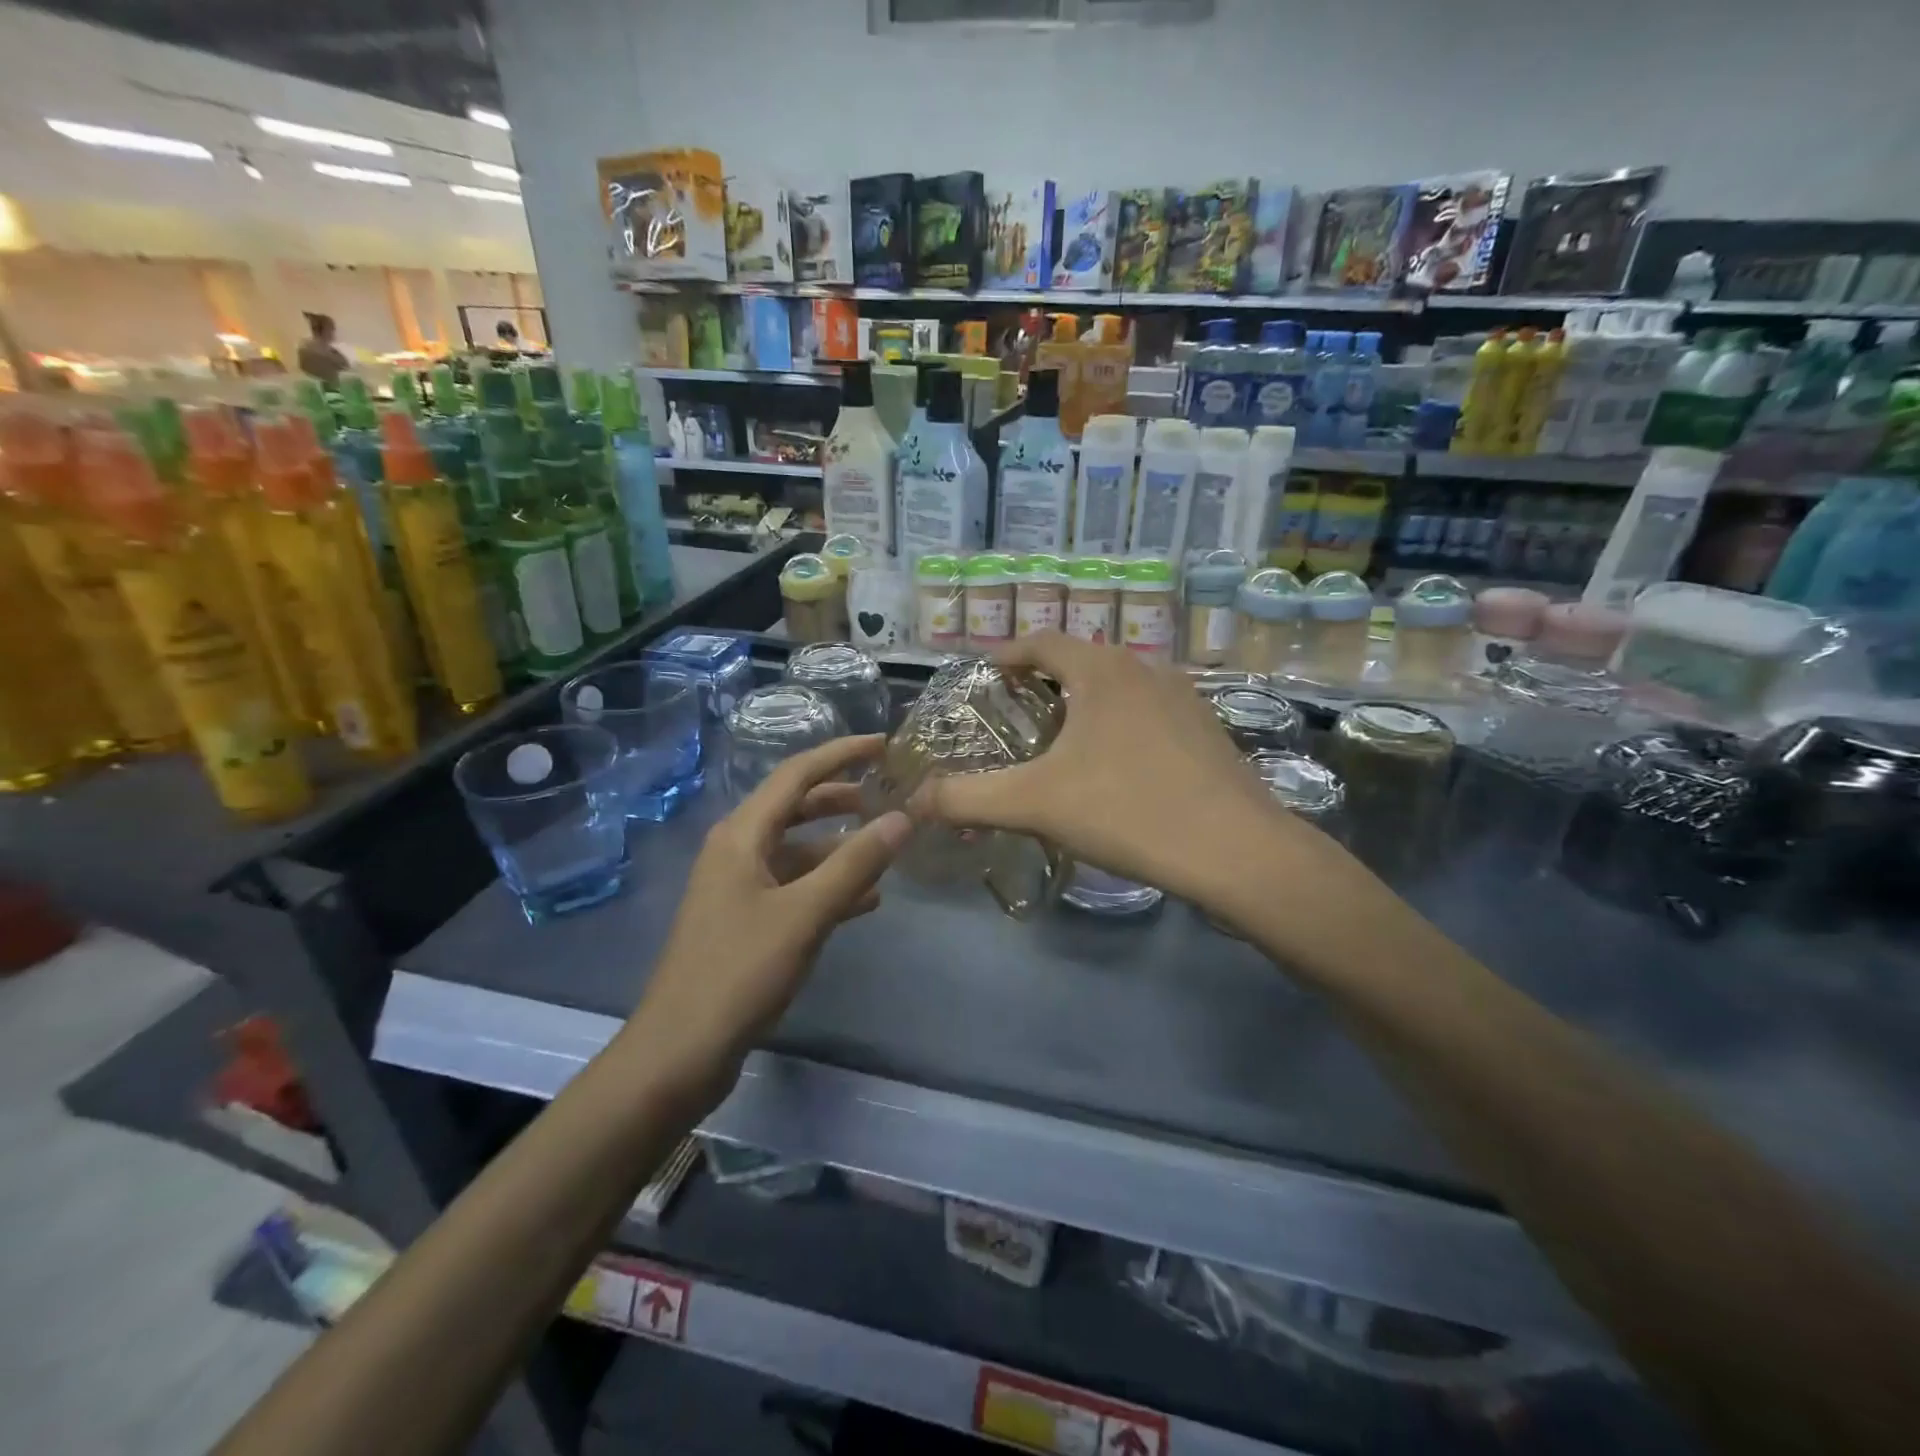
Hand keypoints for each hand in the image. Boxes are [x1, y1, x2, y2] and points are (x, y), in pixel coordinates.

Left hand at [627, 735, 910, 1099]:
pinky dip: (827, 884)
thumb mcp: (805, 914)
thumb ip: (856, 864)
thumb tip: (902, 818)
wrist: (680, 1050)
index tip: (883, 745)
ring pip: (797, 850)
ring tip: (886, 849)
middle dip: (841, 797)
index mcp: (741, 835)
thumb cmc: (739, 972)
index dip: (841, 754)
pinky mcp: (744, 921)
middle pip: (795, 807)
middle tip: (887, 794)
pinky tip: (864, 901)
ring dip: (839, 845)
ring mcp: (738, 887)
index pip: (796, 774)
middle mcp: (736, 850)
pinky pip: (793, 886)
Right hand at [912, 634, 1348, 930]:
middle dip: (1044, 682)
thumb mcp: (1035, 804)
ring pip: (1119, 688)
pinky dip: (1122, 726)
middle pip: (1081, 661)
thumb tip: (914, 801)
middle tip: (1016, 716)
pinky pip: (1150, 713)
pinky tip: (1118, 769)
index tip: (986, 676)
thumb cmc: (1127, 809)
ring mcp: (1184, 698)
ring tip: (1063, 742)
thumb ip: (968, 797)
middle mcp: (1145, 669)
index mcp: (1101, 670)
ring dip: (1086, 704)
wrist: (1235, 849)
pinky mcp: (1208, 730)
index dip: (1007, 654)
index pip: (1042, 641)